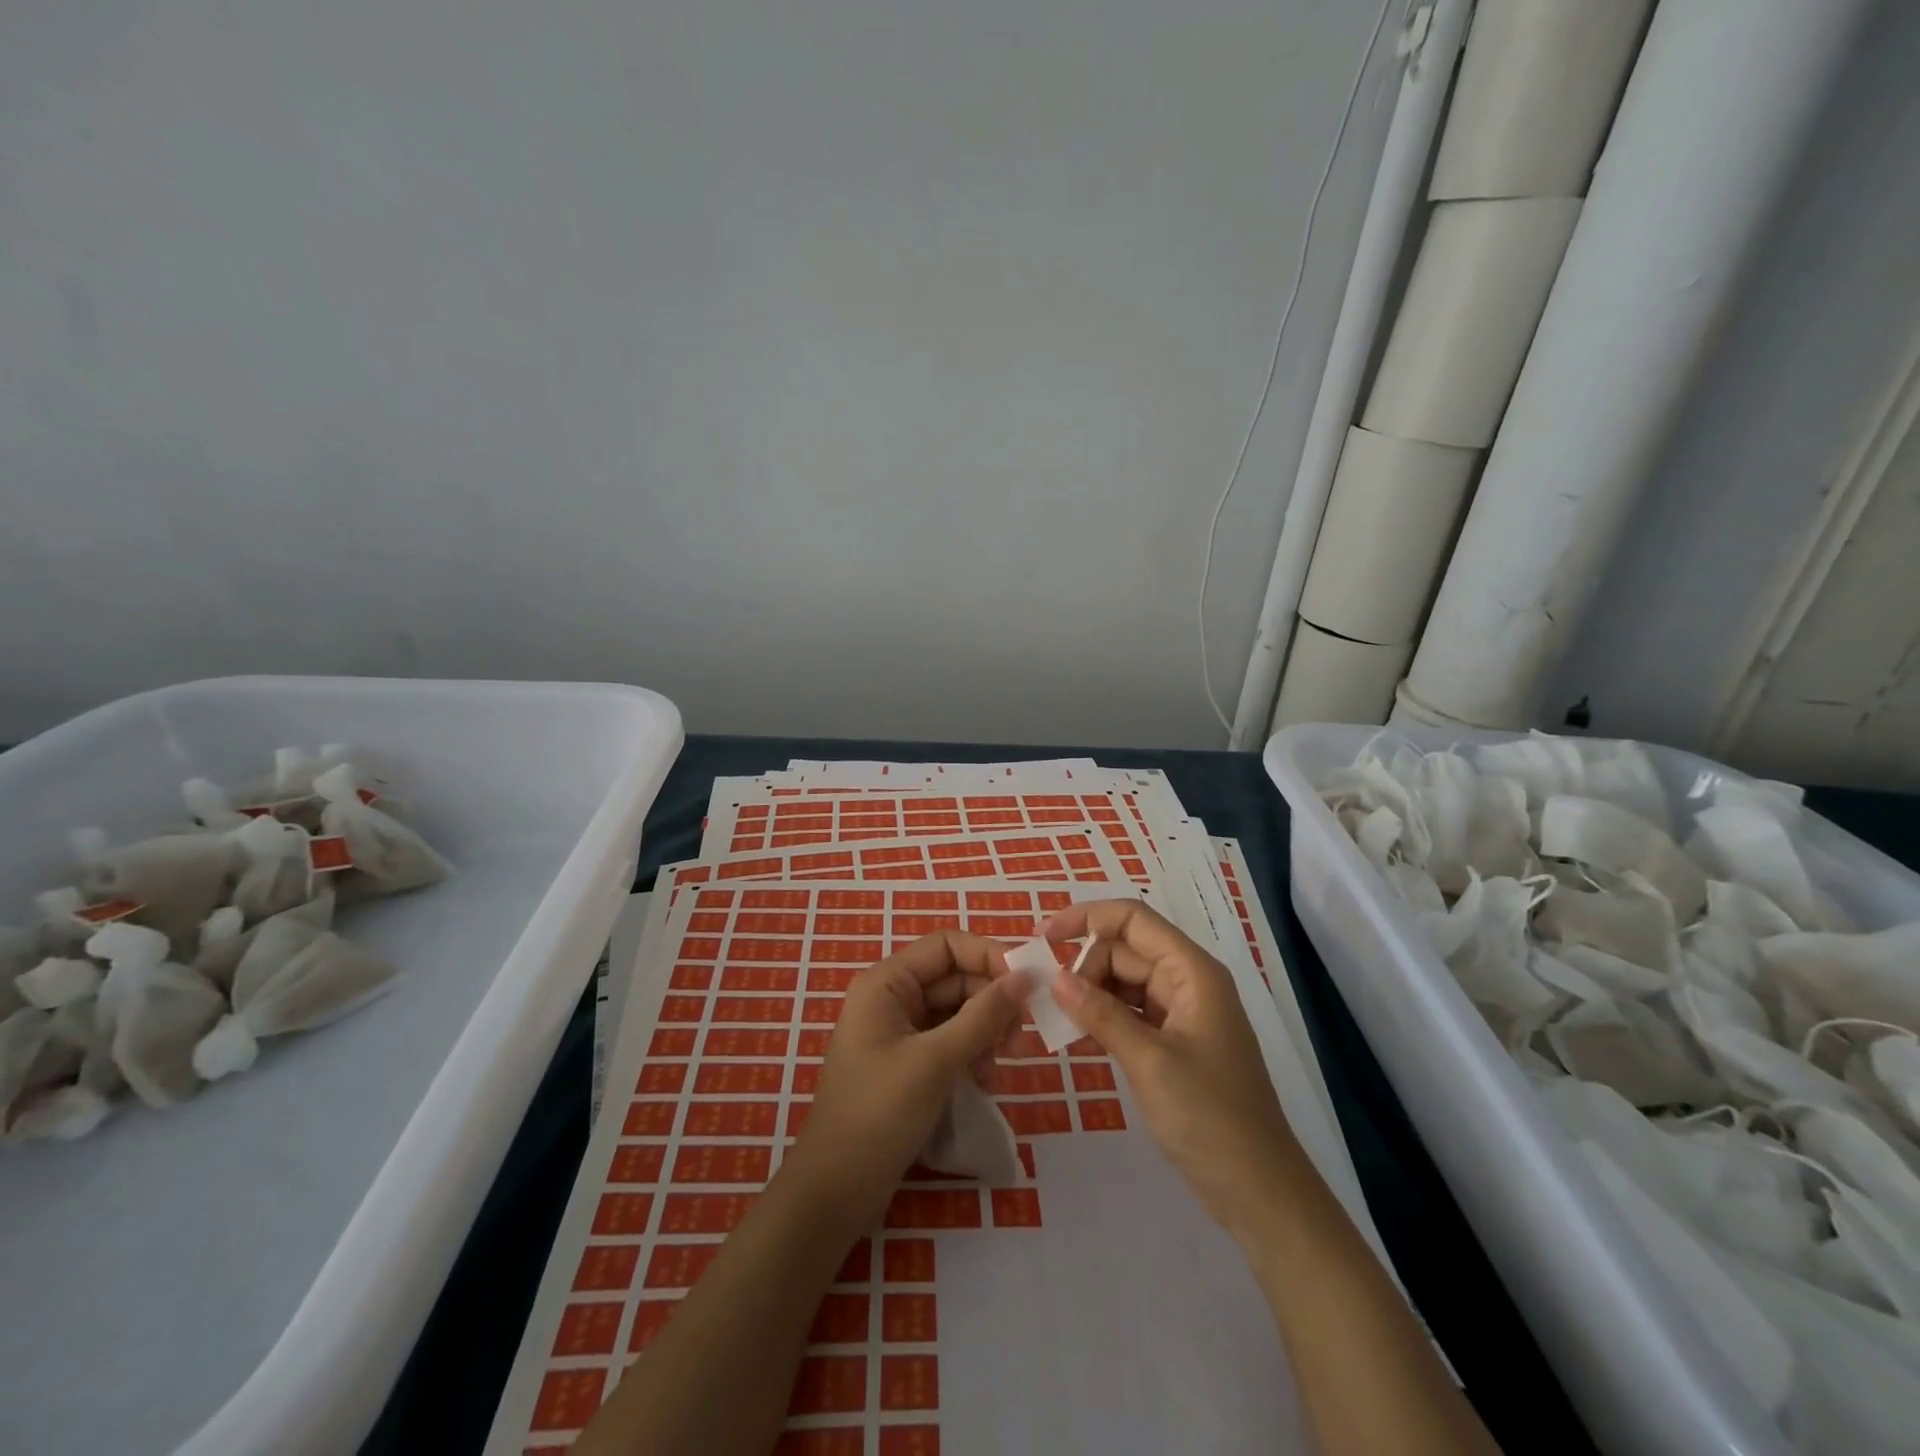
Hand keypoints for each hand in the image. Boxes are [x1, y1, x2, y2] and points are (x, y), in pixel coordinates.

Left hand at [786, 931, 1027, 1227]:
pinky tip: (983, 1084)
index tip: (1027, 985)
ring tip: (997, 1070)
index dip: (988, 956)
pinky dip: (972, 1055)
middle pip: (956, 979)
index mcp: (887, 983)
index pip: (947, 945)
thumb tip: (1025, 977)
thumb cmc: (879, 1114)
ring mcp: (900, 1032)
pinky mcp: (909, 1063)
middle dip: (991, 1003)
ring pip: (958, 1012)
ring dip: (985, 1033)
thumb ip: (983, 1016)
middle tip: (1019, 1040)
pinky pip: (950, 1042)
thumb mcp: (936, 1061)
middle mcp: (893, 998)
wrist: (835, 1190)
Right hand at [1043, 900, 1300, 1245]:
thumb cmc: (1209, 1118)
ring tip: (1059, 1017)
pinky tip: (1080, 1033)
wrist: (1259, 1191)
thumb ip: (1100, 1014)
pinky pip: (1131, 1011)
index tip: (1044, 939)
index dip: (1086, 918)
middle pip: (1124, 949)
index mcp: (1192, 971)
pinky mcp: (1174, 1042)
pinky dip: (1104, 1016)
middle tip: (1051, 1002)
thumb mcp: (1148, 1062)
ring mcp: (1182, 1013)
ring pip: (1124, 980)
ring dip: (1091, 992)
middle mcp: (1188, 981)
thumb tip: (1055, 978)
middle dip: (1084, 965)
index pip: (1132, 919)